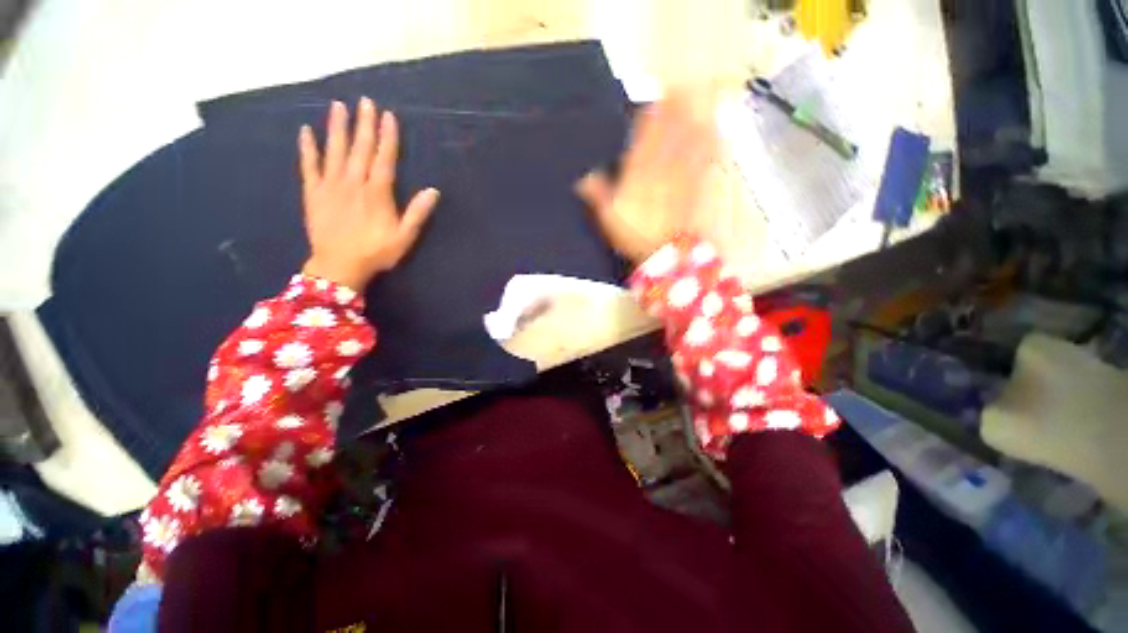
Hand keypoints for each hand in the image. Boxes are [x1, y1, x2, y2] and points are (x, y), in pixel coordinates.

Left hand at [299, 98, 439, 290]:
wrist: (339, 266)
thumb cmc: (376, 252)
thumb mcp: (404, 237)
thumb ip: (417, 213)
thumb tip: (433, 191)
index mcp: (377, 193)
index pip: (384, 159)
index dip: (388, 137)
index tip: (389, 116)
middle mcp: (353, 183)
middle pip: (360, 148)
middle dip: (364, 124)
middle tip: (365, 101)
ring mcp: (331, 185)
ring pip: (335, 151)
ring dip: (337, 128)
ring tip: (338, 106)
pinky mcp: (313, 192)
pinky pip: (309, 166)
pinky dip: (308, 148)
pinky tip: (306, 131)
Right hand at [575, 91, 716, 262]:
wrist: (664, 251)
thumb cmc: (634, 234)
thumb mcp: (608, 217)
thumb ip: (596, 195)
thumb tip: (583, 178)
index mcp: (638, 173)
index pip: (644, 137)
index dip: (650, 116)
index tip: (654, 99)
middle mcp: (662, 167)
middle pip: (669, 132)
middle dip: (674, 107)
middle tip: (680, 84)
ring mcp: (681, 175)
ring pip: (688, 139)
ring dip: (693, 116)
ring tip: (699, 94)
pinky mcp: (696, 185)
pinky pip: (704, 159)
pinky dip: (709, 142)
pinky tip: (715, 130)